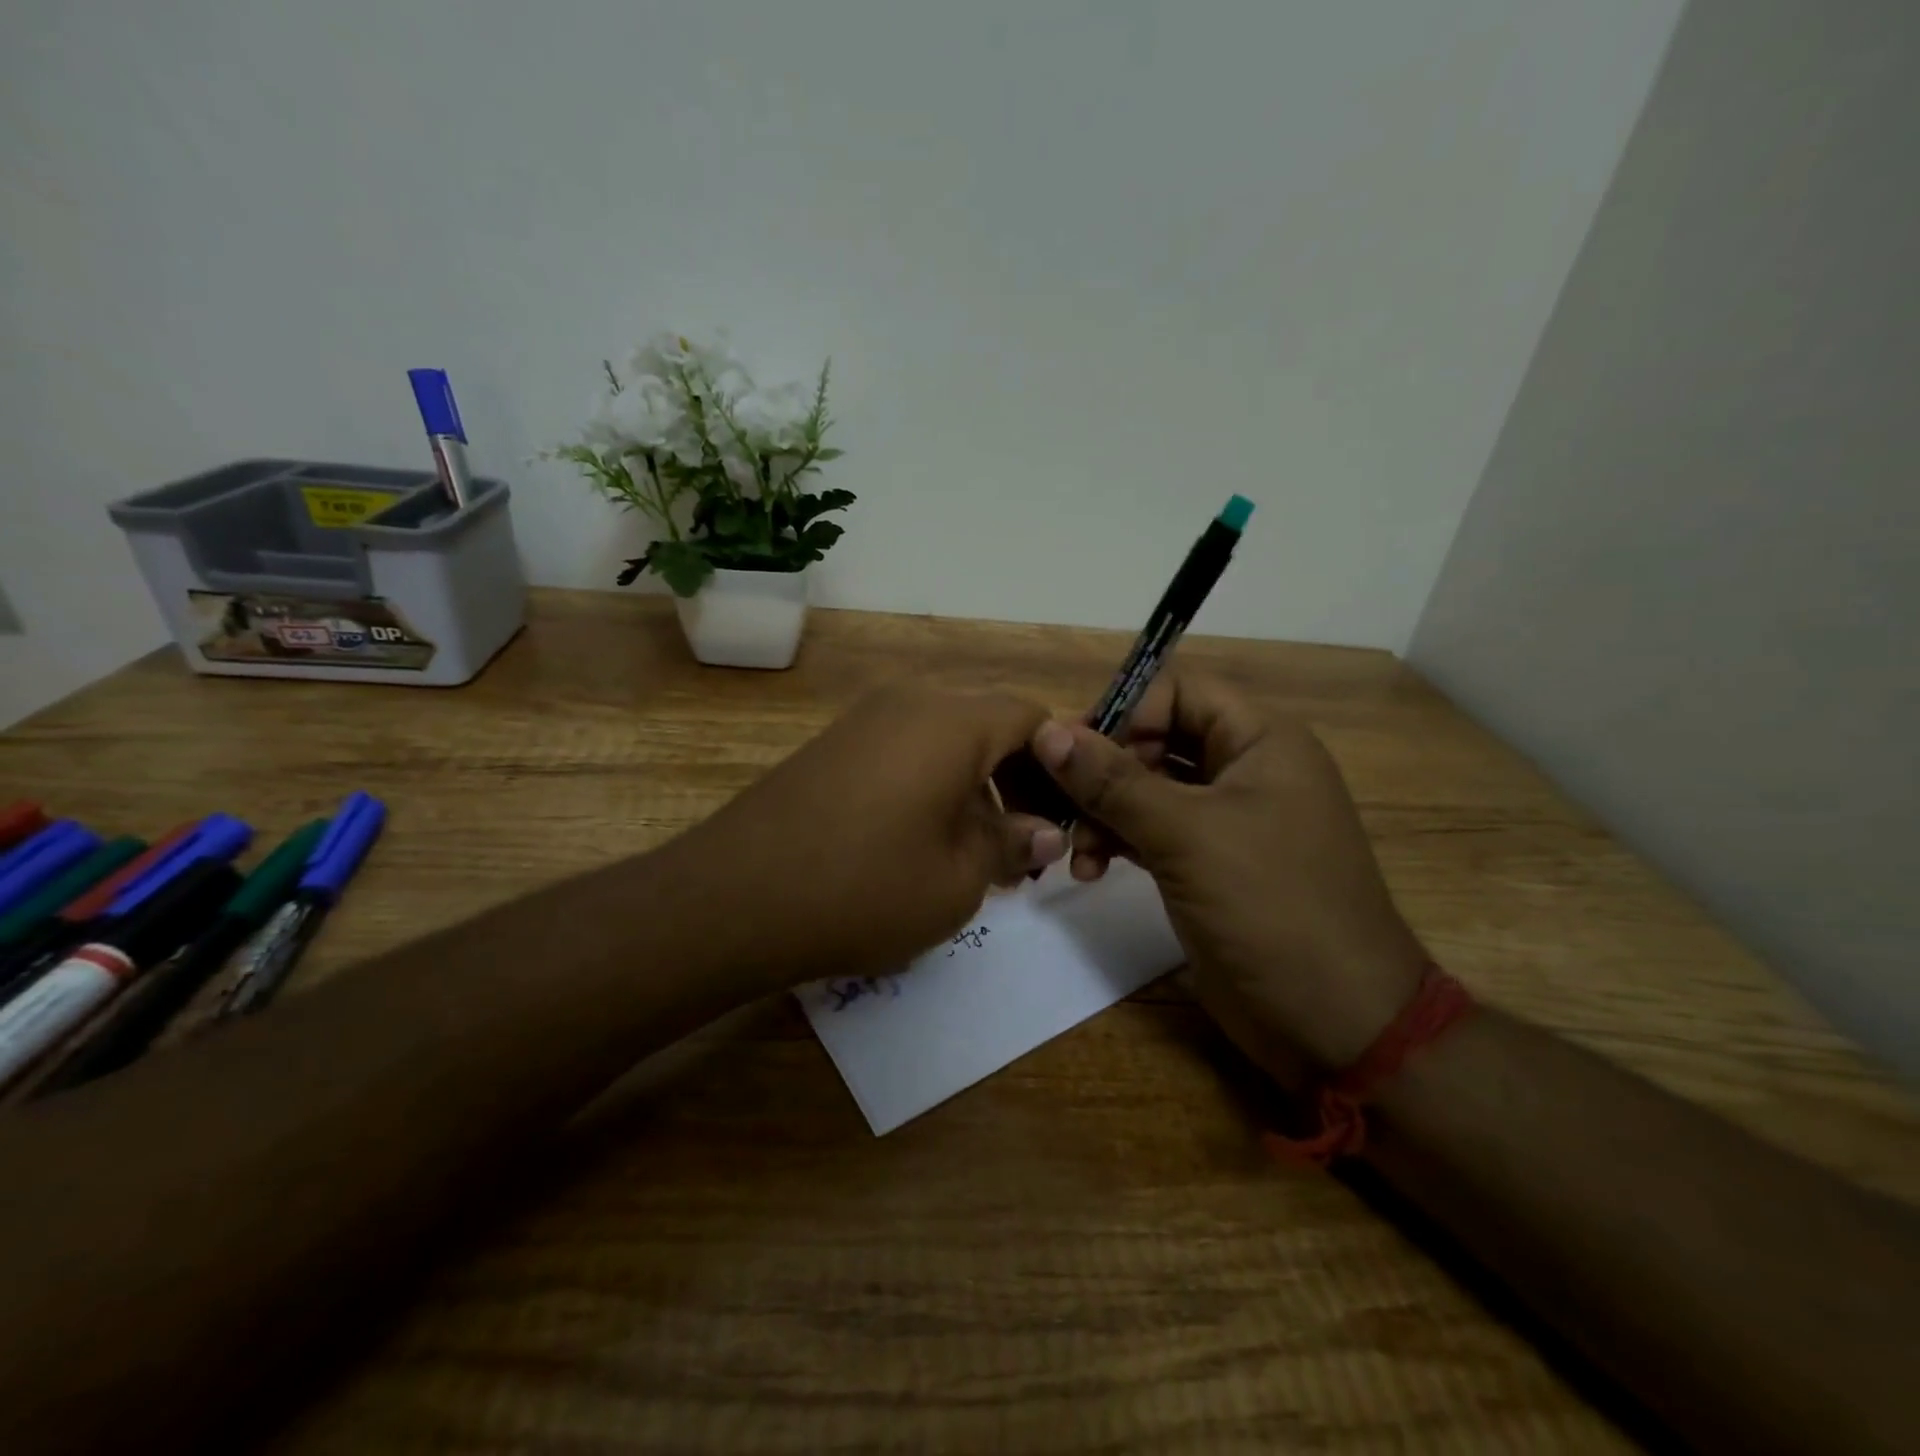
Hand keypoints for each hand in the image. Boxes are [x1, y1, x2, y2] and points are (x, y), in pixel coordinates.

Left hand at [673, 685, 1067, 989]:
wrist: (734, 898)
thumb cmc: (865, 887)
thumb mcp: (958, 878)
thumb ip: (1011, 844)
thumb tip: (1045, 833)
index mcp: (953, 721)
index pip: (1034, 719)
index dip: (1061, 768)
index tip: (1065, 822)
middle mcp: (911, 702)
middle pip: (990, 724)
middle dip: (1020, 781)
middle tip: (1025, 846)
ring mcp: (865, 720)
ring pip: (947, 740)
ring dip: (977, 787)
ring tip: (978, 853)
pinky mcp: (834, 746)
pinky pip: (906, 752)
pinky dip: (933, 786)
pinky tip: (925, 842)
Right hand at [1029, 672, 1425, 1078]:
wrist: (1336, 1024)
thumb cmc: (1272, 909)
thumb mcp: (1188, 836)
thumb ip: (1114, 781)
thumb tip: (1048, 731)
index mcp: (1259, 740)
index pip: (1176, 691)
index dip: (1123, 712)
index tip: (1071, 752)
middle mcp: (1242, 769)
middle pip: (1154, 740)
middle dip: (1102, 770)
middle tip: (1058, 803)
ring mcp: (1224, 820)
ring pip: (1145, 789)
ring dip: (1102, 812)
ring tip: (1075, 852)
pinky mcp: (1206, 864)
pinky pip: (1149, 831)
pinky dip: (1116, 842)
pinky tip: (1089, 870)